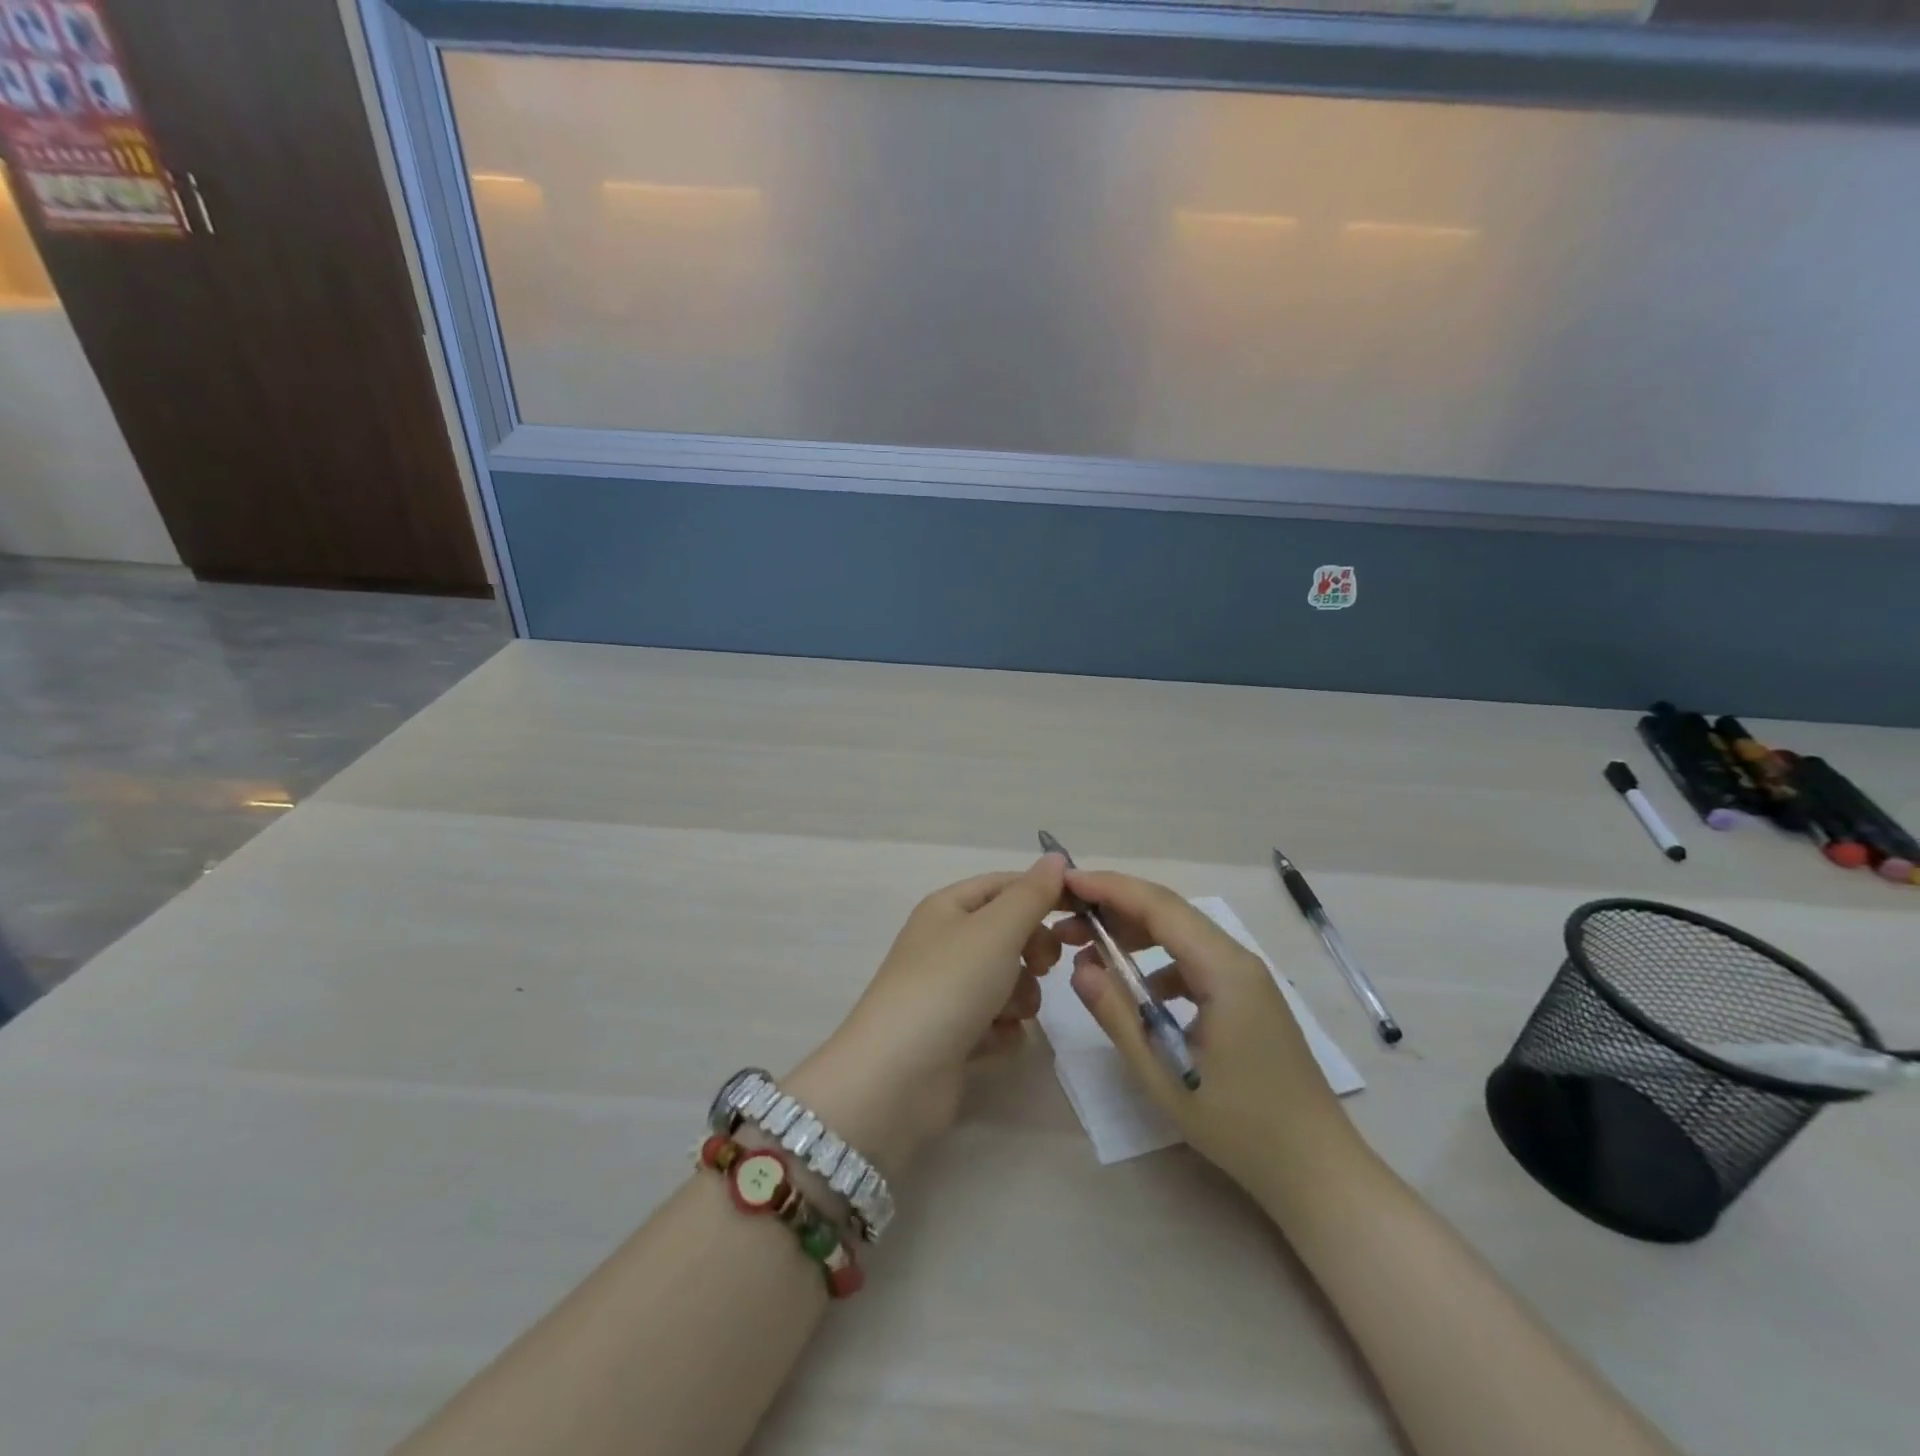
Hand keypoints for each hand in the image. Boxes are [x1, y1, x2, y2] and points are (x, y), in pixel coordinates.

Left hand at [786, 855, 1068, 1172]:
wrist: (897, 1075)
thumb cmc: (950, 985)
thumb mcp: (997, 929)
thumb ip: (1032, 893)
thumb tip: (1056, 856)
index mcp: (948, 908)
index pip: (1005, 885)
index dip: (1043, 893)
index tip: (1081, 913)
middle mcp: (945, 944)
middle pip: (1008, 934)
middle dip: (1033, 950)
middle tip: (1044, 966)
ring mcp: (947, 991)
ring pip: (1007, 980)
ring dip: (1021, 995)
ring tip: (1009, 1012)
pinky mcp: (952, 1034)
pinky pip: (996, 1021)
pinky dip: (1003, 1029)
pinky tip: (994, 1039)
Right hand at [1059, 870, 1357, 1200]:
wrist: (1317, 1170)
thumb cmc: (1241, 1125)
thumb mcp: (1164, 1073)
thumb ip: (1118, 1015)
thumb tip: (1078, 968)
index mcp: (1224, 970)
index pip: (1158, 906)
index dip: (1109, 888)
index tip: (1065, 881)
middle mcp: (1237, 960)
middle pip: (1169, 913)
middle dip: (1114, 908)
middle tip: (1065, 921)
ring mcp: (1245, 978)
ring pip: (1180, 935)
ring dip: (1133, 934)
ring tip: (1088, 950)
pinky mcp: (1245, 997)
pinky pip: (1193, 962)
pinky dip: (1156, 962)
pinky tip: (1135, 990)